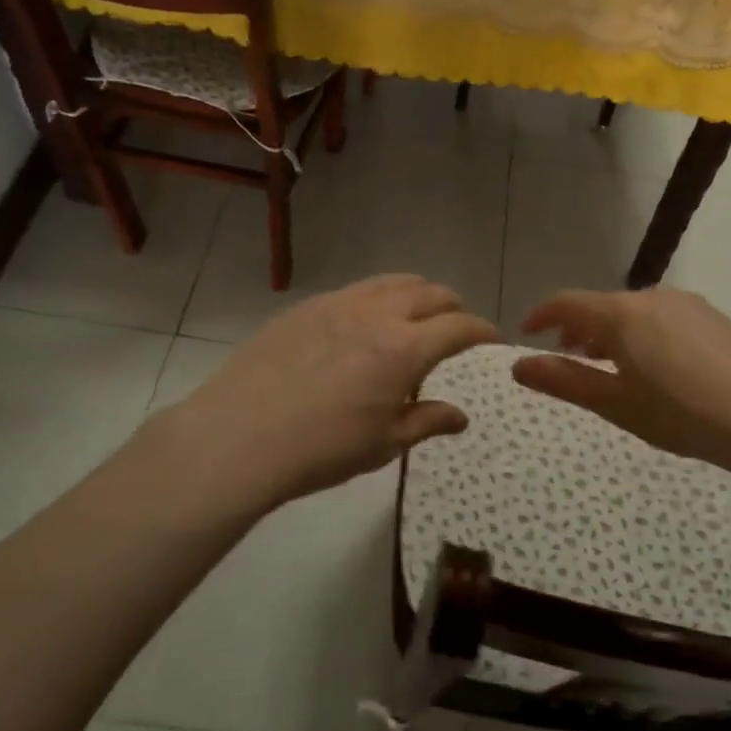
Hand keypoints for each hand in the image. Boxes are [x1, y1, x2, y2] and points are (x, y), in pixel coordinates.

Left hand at [154, 275, 497, 512]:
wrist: (240, 436)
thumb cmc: (321, 449)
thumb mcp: (383, 444)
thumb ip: (427, 422)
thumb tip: (461, 416)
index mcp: (405, 349)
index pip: (459, 326)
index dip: (481, 330)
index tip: (490, 337)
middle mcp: (378, 314)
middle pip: (430, 293)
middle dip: (452, 306)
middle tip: (455, 326)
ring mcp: (339, 303)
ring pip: (393, 281)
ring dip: (416, 293)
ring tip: (415, 315)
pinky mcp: (307, 305)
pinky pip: (356, 289)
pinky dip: (377, 298)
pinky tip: (363, 324)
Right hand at [512, 289, 730, 505]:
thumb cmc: (682, 414)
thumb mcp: (616, 404)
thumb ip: (564, 381)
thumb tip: (518, 366)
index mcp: (621, 314)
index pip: (567, 303)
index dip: (541, 316)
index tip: (526, 334)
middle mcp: (652, 297)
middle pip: (601, 306)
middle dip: (577, 329)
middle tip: (568, 359)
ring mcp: (687, 304)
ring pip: (633, 311)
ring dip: (610, 332)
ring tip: (610, 366)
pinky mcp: (713, 318)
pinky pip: (662, 317)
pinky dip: (642, 333)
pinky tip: (656, 367)